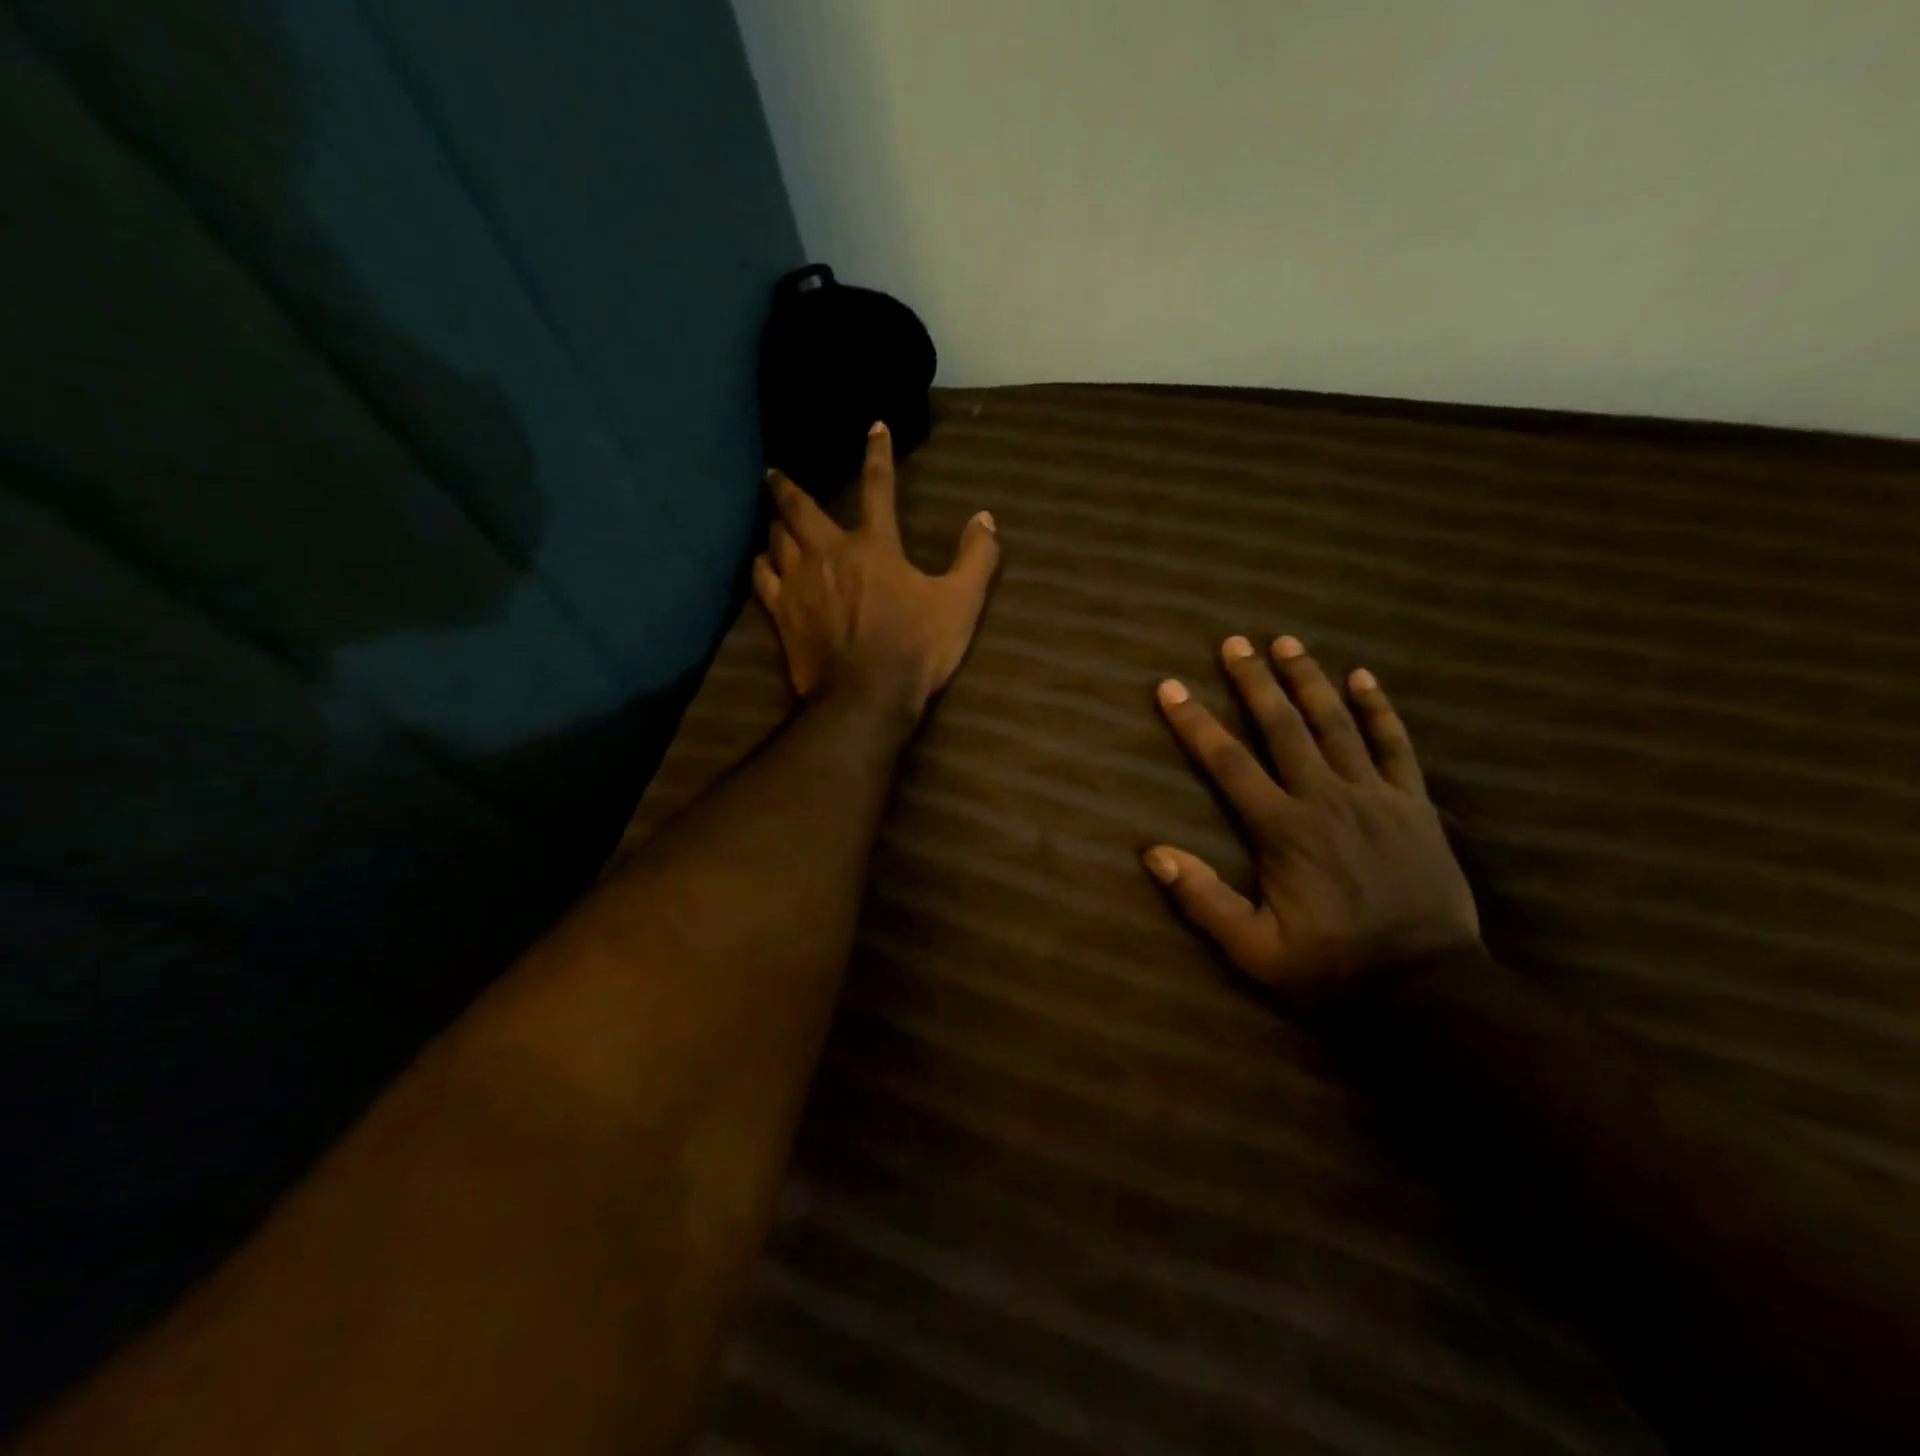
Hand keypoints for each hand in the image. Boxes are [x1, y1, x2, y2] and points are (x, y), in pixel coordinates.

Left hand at [755, 422, 999, 715]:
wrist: (866, 697)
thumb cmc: (916, 648)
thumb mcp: (961, 603)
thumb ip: (976, 558)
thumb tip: (986, 519)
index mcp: (874, 546)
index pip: (877, 487)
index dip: (878, 454)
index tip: (873, 426)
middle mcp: (829, 553)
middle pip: (800, 508)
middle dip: (787, 487)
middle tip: (774, 473)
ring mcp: (800, 583)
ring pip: (777, 540)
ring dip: (775, 525)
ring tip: (772, 519)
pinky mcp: (783, 614)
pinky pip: (763, 579)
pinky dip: (762, 566)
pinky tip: (762, 564)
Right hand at [1145, 635, 1478, 1004]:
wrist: (1427, 988)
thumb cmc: (1331, 967)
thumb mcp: (1254, 950)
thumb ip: (1204, 900)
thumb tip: (1153, 853)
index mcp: (1283, 829)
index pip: (1228, 763)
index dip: (1195, 722)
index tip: (1170, 687)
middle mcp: (1324, 799)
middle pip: (1283, 727)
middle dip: (1254, 682)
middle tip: (1234, 642)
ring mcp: (1374, 797)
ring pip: (1335, 724)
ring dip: (1308, 680)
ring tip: (1287, 642)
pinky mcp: (1413, 805)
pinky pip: (1396, 745)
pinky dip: (1379, 709)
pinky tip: (1364, 677)